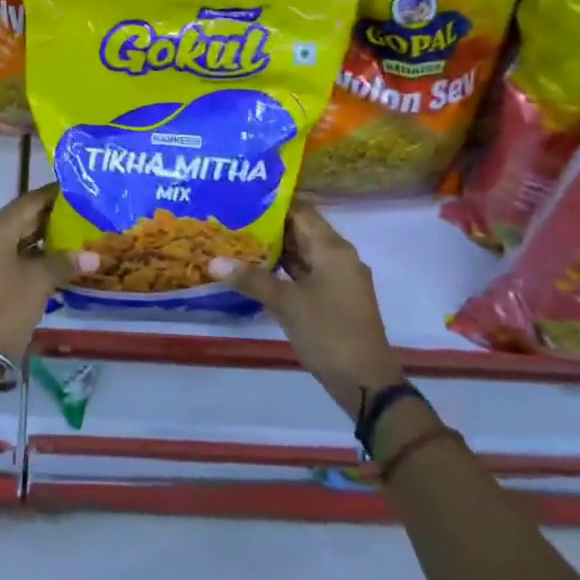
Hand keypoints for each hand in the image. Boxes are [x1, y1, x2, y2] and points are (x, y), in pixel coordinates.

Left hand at [0, 185, 74, 366]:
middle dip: (48, 217)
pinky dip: (25, 252)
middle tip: (80, 214)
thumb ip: (65, 262)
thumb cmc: (6, 309)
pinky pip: (3, 251)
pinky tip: (49, 258)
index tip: (77, 191)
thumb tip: (94, 256)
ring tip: (71, 235)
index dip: (53, 196)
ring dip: (38, 236)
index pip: (29, 201)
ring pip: (11, 235)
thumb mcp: (39, 283)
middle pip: (19, 217)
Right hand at [214, 199, 402, 407]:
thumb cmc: (328, 333)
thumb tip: (213, 261)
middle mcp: (339, 256)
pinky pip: (306, 272)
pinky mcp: (334, 298)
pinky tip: (257, 269)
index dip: (272, 202)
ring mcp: (338, 278)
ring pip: (303, 252)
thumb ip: (251, 279)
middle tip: (232, 216)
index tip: (241, 195)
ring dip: (275, 247)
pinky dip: (284, 268)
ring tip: (237, 238)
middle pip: (301, 230)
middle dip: (268, 224)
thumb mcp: (286, 304)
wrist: (366, 383)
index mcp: (333, 249)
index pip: (301, 211)